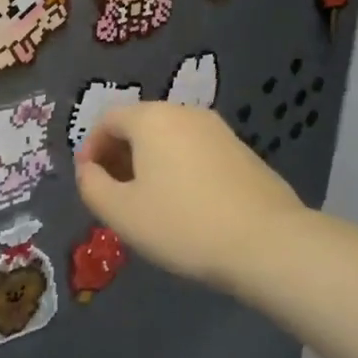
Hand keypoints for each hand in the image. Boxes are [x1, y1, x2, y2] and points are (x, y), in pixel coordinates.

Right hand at [75, 101, 308, 290]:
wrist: (268, 244)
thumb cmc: (183, 224)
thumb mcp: (121, 213)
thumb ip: (92, 186)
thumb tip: (88, 170)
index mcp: (151, 119)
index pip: (108, 119)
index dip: (91, 148)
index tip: (89, 182)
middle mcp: (185, 113)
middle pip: (140, 125)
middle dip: (120, 155)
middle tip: (114, 194)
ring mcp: (219, 130)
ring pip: (170, 139)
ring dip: (150, 163)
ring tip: (148, 203)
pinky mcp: (243, 152)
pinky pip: (196, 152)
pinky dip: (179, 169)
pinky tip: (185, 206)